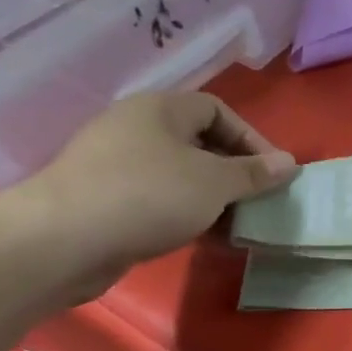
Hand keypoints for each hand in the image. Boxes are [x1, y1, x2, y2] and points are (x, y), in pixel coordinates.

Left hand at [14, 92, 295, 301]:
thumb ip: (254, 173)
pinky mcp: (104, 199)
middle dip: (234, 172)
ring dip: (212, 197)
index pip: (218, 110)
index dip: (252, 138)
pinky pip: (158, 198)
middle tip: (258, 200)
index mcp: (160, 109)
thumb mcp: (215, 182)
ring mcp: (115, 164)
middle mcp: (136, 128)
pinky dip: (185, 213)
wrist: (63, 240)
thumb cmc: (149, 196)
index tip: (274, 172)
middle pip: (199, 142)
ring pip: (179, 174)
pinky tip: (201, 237)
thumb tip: (289, 163)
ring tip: (235, 224)